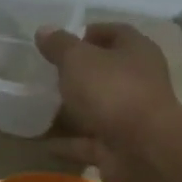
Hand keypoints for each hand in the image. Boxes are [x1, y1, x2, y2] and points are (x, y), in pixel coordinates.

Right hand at [35, 23, 179, 181]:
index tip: (61, 42)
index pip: (115, 33)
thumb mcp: (79, 60)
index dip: (89, 34)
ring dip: (72, 112)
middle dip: (77, 75)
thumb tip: (44, 30)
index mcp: (136, 52)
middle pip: (105, 74)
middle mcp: (138, 82)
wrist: (142, 151)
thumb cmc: (113, 91)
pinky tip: (43, 144)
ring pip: (97, 110)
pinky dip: (68, 144)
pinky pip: (88, 143)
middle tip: (46, 76)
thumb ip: (60, 46)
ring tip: (39, 109)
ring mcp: (129, 118)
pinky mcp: (119, 149)